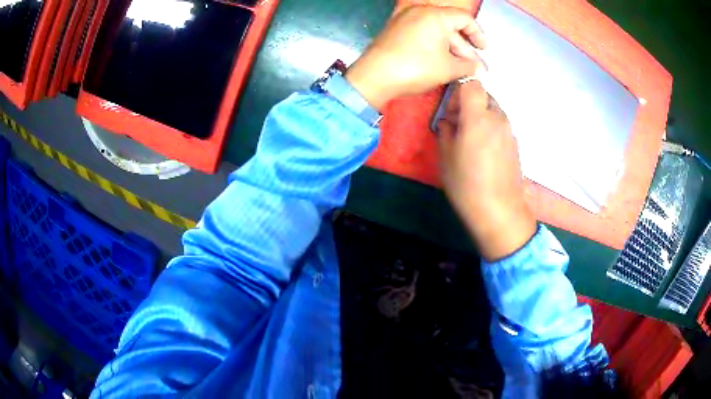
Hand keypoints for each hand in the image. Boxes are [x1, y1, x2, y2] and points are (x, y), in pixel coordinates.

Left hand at [345, 5, 486, 110]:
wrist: (374, 77)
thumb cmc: (415, 67)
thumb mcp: (448, 68)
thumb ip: (469, 67)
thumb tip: (480, 70)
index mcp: (435, 14)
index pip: (465, 19)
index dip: (478, 35)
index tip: (484, 50)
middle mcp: (420, 11)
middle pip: (451, 26)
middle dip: (465, 48)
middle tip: (474, 68)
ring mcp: (405, 19)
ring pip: (436, 32)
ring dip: (451, 50)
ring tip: (461, 70)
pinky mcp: (396, 30)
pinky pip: (422, 34)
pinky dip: (434, 47)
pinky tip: (442, 63)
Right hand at [437, 82, 536, 260]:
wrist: (499, 211)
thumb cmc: (467, 184)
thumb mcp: (445, 155)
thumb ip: (446, 128)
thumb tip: (450, 120)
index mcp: (479, 116)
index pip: (472, 83)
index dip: (459, 92)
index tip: (452, 111)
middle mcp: (498, 118)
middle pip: (484, 97)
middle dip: (469, 105)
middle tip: (458, 128)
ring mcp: (510, 131)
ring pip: (493, 112)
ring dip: (480, 118)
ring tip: (471, 143)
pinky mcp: (515, 144)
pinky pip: (500, 127)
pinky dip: (490, 130)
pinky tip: (484, 154)